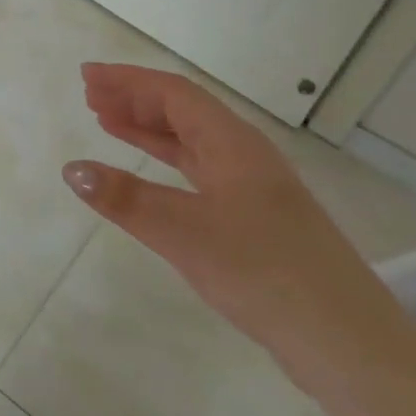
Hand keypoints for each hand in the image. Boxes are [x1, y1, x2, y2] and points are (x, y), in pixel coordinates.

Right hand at [61, 63, 402, 386]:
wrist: (342, 338)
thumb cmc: (262, 271)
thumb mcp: (185, 232)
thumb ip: (126, 199)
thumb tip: (72, 169)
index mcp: (233, 143)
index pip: (174, 93)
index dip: (129, 80)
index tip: (88, 76)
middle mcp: (244, 155)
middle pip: (184, 111)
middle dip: (135, 99)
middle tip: (90, 96)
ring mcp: (252, 187)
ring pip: (192, 142)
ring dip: (149, 128)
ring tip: (107, 122)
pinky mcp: (254, 219)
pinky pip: (200, 172)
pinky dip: (167, 163)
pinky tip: (150, 175)